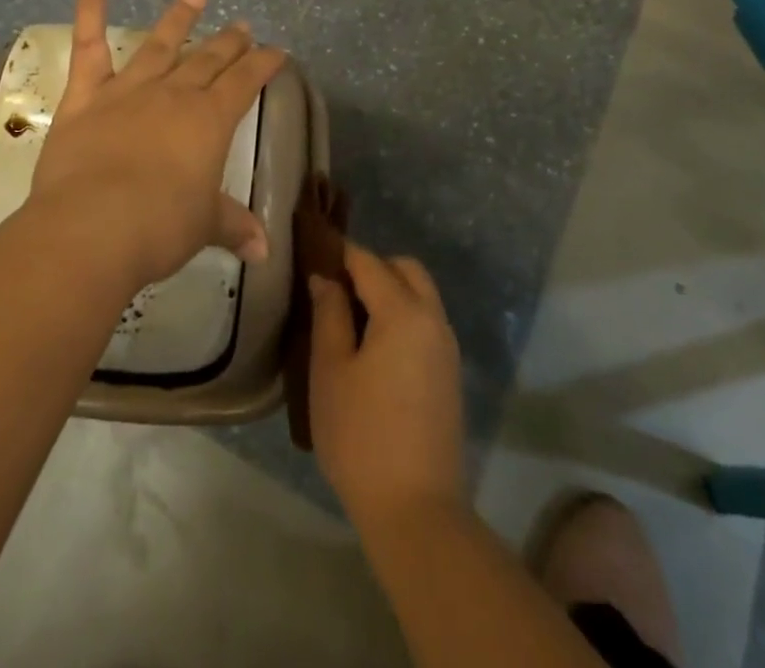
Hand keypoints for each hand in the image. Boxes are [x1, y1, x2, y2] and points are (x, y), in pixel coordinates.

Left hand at [27, 0, 287, 289]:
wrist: (93, 228)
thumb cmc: (159, 228)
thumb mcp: (204, 227)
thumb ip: (233, 226)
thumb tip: (264, 250)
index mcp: (210, 121)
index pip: (246, 82)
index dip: (264, 64)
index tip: (277, 51)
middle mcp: (175, 94)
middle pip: (209, 59)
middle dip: (230, 42)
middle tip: (243, 26)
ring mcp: (129, 89)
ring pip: (160, 42)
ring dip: (180, 16)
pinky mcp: (86, 95)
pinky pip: (89, 44)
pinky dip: (90, 6)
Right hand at [308, 241, 465, 527]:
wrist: (416, 511)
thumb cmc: (361, 436)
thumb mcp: (330, 370)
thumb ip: (328, 314)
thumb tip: (326, 278)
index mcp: (404, 312)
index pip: (369, 262)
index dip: (340, 253)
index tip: (314, 253)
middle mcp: (433, 319)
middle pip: (405, 269)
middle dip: (372, 268)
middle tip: (335, 290)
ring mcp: (447, 348)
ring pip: (420, 295)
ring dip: (390, 291)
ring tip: (350, 319)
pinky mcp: (450, 374)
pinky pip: (426, 322)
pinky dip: (402, 316)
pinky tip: (374, 347)